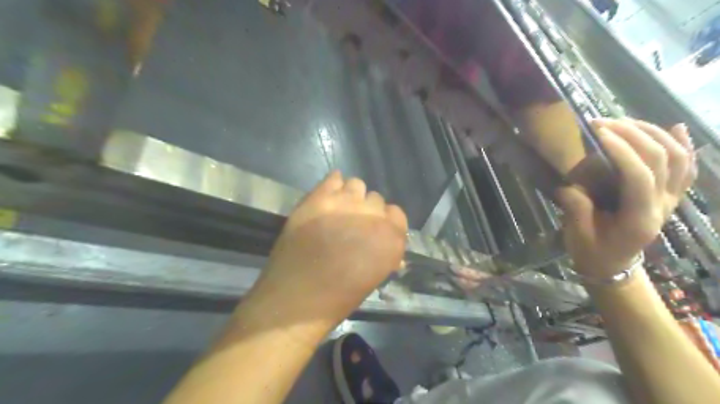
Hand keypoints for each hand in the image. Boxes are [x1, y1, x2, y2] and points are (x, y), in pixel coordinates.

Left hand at [250, 171, 407, 325]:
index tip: (373, 231)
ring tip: (337, 211)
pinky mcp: (319, 197)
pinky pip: (333, 178)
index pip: (397, 214)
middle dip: (366, 211)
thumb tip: (388, 246)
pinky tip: (326, 199)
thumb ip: (386, 255)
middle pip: (376, 199)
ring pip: (356, 184)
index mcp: (391, 237)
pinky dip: (333, 186)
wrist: (296, 297)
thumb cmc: (339, 297)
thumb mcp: (374, 278)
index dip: (385, 222)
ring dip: (350, 196)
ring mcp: (345, 203)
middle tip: (351, 225)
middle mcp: (373, 215)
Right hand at [556, 119, 696, 279]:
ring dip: (654, 133)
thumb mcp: (578, 236)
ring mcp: (671, 200)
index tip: (598, 133)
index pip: (639, 177)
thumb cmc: (593, 252)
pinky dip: (684, 146)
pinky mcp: (669, 197)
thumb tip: (570, 185)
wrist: (613, 266)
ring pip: (678, 158)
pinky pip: (685, 168)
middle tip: (603, 123)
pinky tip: (676, 128)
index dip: (621, 151)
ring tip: (624, 122)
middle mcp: (663, 206)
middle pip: (662, 160)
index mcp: (639, 219)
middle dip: (633, 134)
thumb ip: (577, 209)